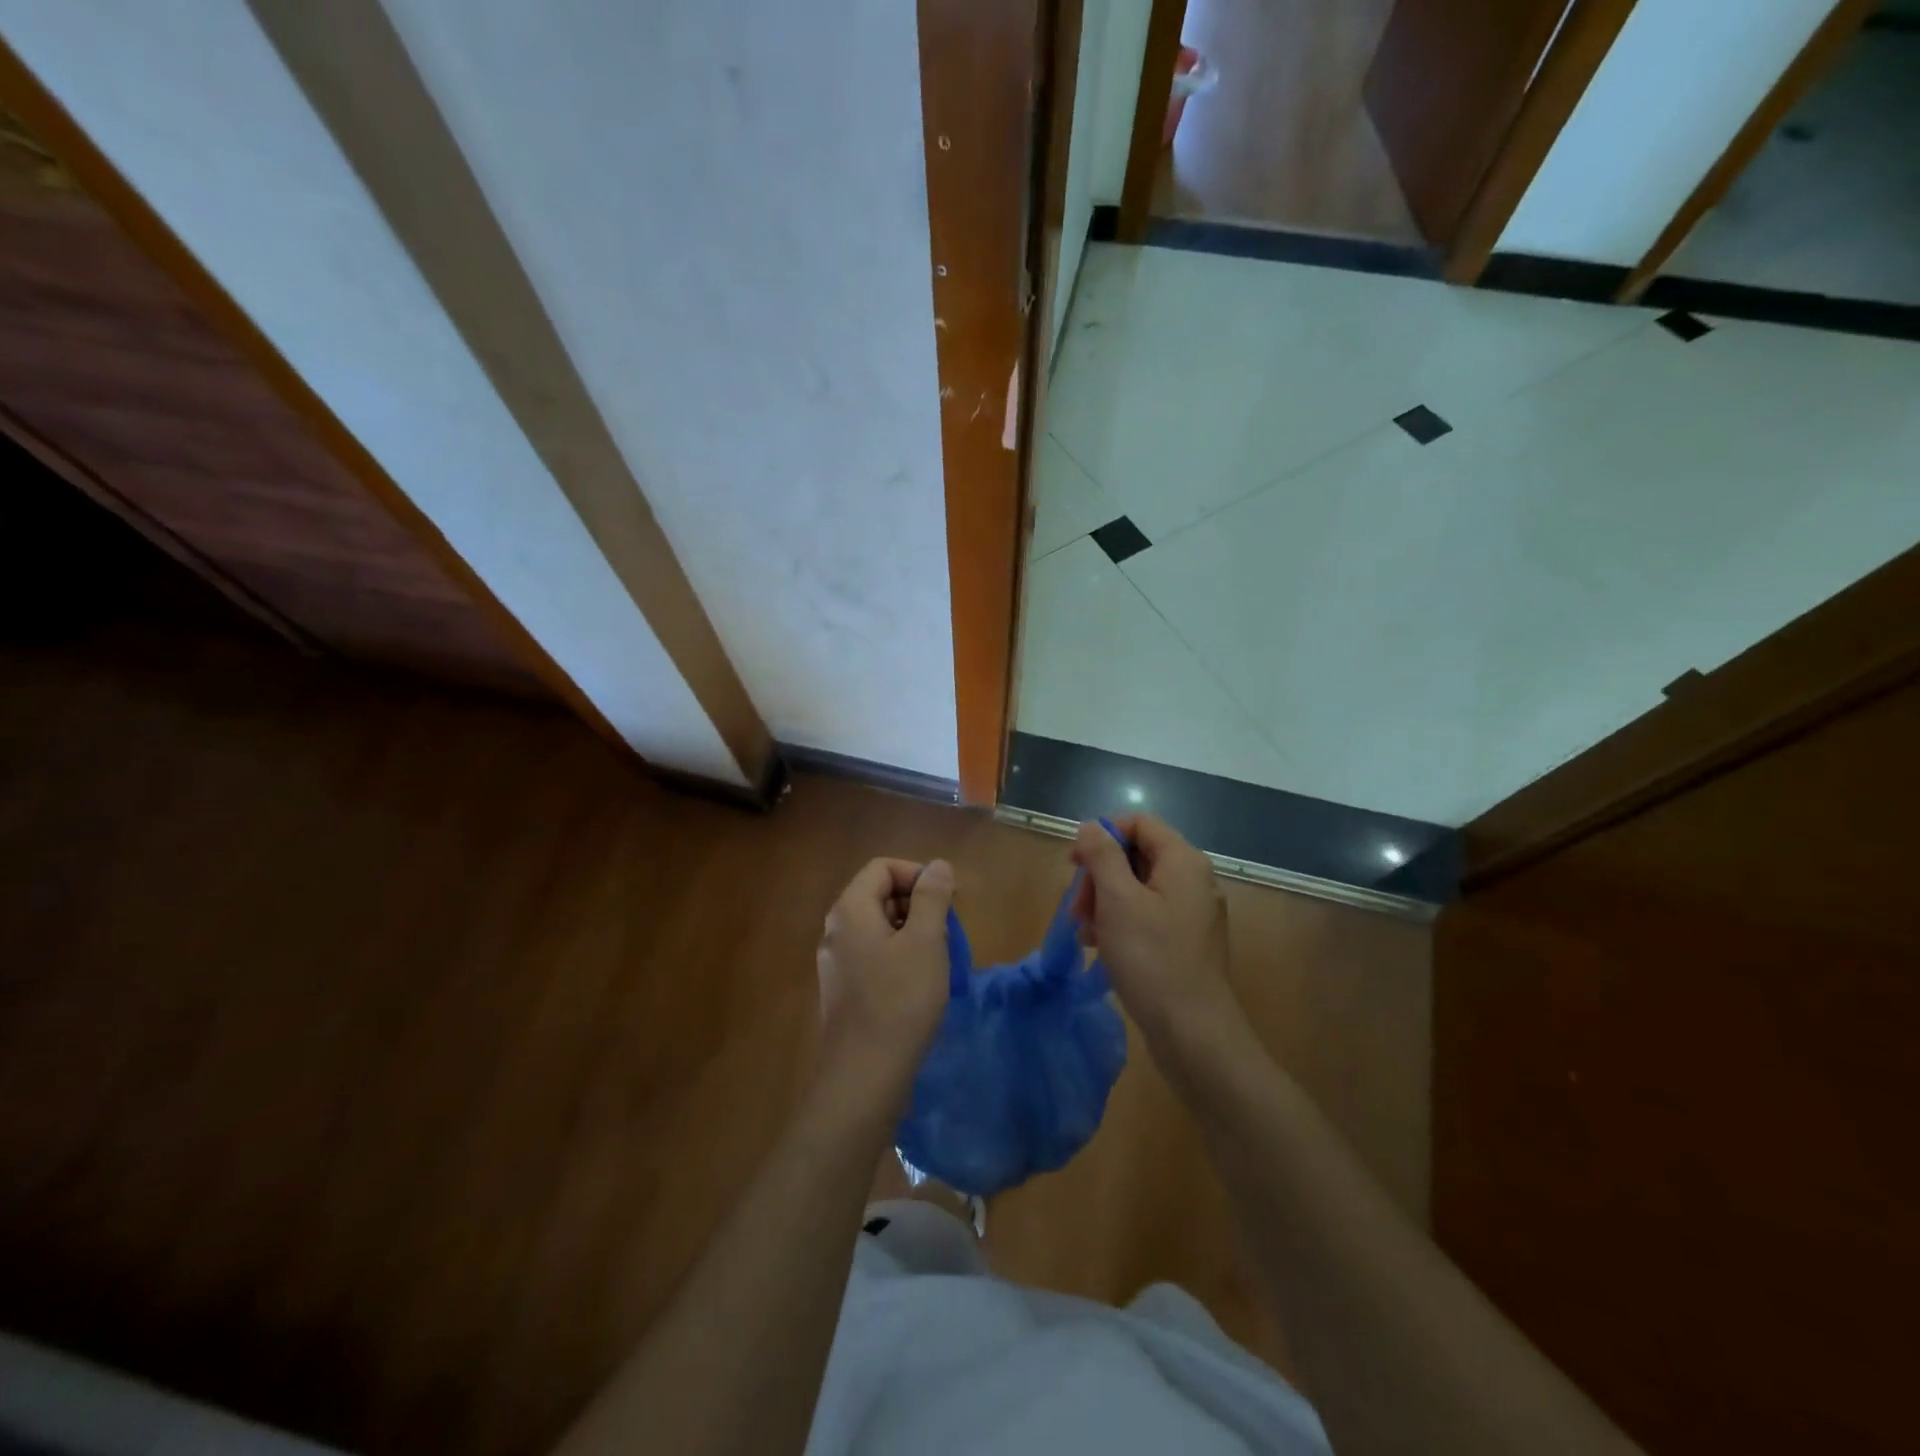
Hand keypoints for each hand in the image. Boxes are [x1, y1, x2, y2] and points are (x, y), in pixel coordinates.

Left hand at [815, 858, 954, 1107]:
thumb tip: (937, 865)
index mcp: (850, 910)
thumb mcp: (926, 941)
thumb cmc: (900, 1000)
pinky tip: (919, 985)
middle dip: (916, 904)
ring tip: (937, 959)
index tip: (946, 900)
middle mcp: (836, 930)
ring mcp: (836, 962)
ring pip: (878, 928)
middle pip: (878, 895)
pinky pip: (872, 955)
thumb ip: (932, 897)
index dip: (916, 874)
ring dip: (911, 932)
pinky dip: (898, 957)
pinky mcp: (843, 990)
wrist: (865, 1075)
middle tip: (946, 931)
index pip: (882, 867)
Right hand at [1071, 815, 1241, 1052]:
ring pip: (1138, 888)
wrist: (1193, 1032)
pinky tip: (1101, 946)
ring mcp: (1192, 914)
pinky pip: (1147, 916)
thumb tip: (1092, 826)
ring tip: (1084, 931)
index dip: (1103, 834)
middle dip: (1100, 875)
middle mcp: (1193, 881)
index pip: (1140, 823)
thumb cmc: (1152, 959)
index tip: (1074, 862)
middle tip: (1077, 907)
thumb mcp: (1118, 900)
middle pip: (1137, 855)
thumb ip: (1102, 856)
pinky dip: (1121, 922)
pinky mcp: (1185, 942)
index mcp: (1183, 862)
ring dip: (1105, 901)